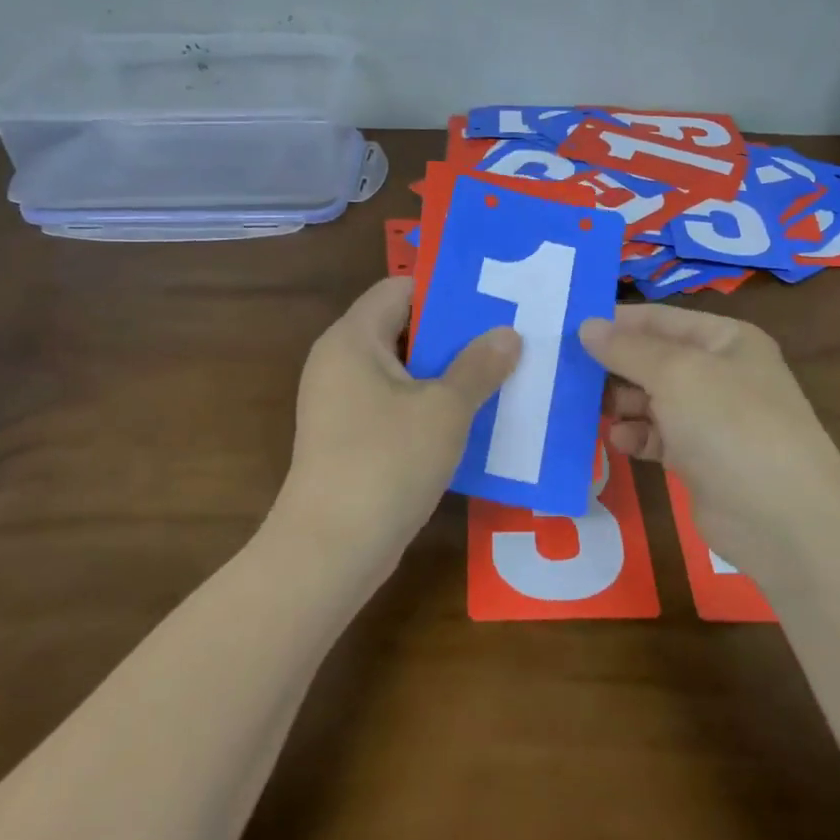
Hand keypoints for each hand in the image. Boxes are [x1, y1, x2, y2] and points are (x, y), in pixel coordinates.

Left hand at [273, 277, 519, 579]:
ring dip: (447, 372)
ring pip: (402, 371)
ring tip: (501, 373)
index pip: (399, 288)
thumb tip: (508, 334)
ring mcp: (340, 403)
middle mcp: (339, 362)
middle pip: (402, 328)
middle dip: (454, 333)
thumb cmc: (386, 463)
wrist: (331, 550)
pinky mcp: (348, 438)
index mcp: (352, 339)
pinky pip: (394, 404)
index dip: (445, 289)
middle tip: (507, 335)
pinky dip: (429, 405)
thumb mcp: (444, 409)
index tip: (493, 298)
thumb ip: (479, 366)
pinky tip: (472, 417)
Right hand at [579, 305, 839, 574]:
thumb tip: (587, 326)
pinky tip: (618, 441)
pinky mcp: (700, 459)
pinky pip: (658, 437)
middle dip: (614, 366)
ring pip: (652, 399)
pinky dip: (636, 436)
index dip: (616, 322)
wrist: (783, 519)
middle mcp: (720, 373)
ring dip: (621, 403)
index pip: (660, 319)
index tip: (568, 329)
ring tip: (590, 409)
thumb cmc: (730, 425)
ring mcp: (712, 419)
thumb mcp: (676, 374)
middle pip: (653, 360)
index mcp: (725, 340)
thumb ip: (627, 349)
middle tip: (567, 373)